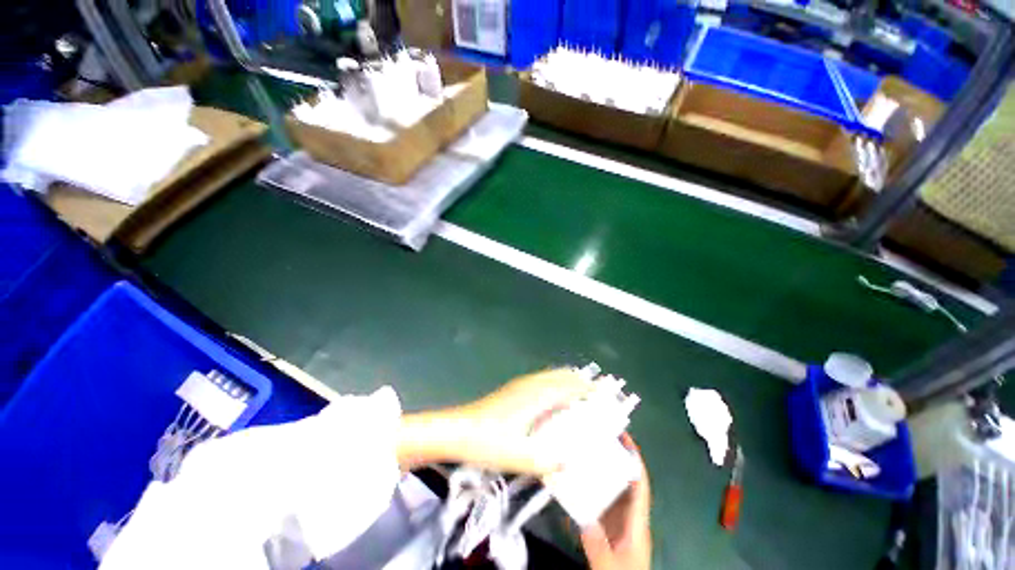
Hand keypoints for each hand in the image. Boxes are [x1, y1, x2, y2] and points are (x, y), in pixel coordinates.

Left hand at [397, 369, 593, 474]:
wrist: (457, 430)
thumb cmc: (488, 442)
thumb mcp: (520, 457)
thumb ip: (548, 461)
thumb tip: (571, 462)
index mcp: (537, 396)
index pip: (570, 386)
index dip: (588, 389)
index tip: (605, 394)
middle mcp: (532, 385)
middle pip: (562, 376)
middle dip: (581, 382)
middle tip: (596, 395)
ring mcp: (521, 385)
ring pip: (551, 376)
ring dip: (567, 381)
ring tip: (580, 394)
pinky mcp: (513, 389)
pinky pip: (542, 380)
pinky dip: (555, 384)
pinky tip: (553, 400)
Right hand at [580, 434, 651, 569]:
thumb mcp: (610, 565)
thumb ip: (598, 544)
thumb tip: (584, 518)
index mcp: (637, 522)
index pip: (639, 484)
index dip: (634, 459)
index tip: (625, 436)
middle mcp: (629, 516)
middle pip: (625, 480)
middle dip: (615, 456)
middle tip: (598, 436)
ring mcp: (619, 521)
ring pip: (613, 488)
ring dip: (601, 469)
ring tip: (586, 449)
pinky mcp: (609, 527)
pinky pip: (601, 500)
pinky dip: (592, 487)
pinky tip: (577, 480)